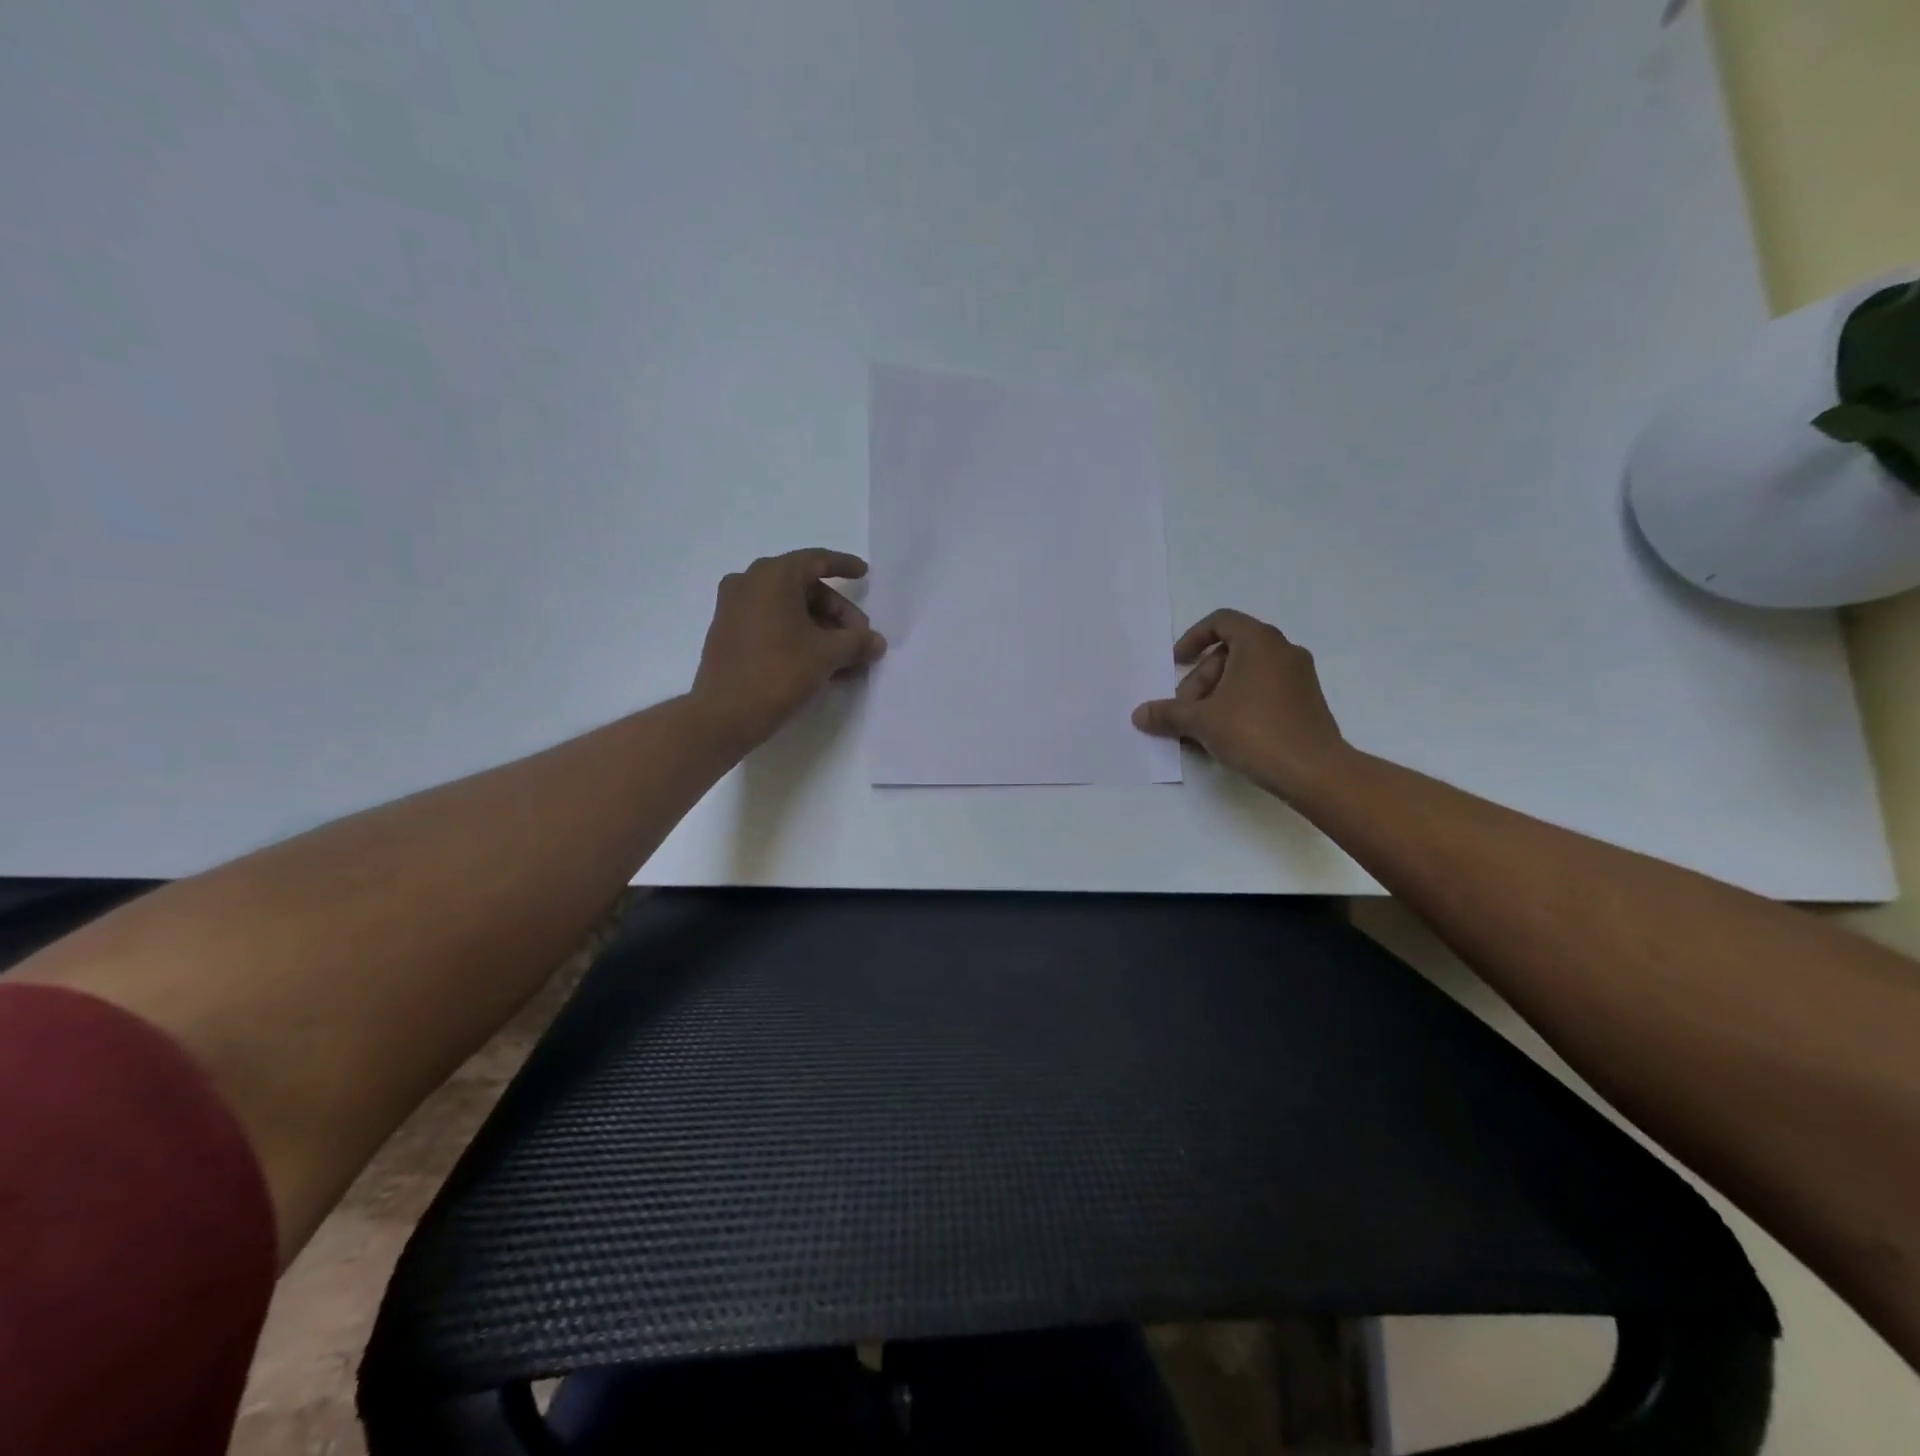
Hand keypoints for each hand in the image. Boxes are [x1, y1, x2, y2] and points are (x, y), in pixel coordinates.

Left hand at [691, 549, 886, 749]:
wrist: (723, 715)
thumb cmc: (778, 672)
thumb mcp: (827, 655)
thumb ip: (857, 642)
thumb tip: (876, 642)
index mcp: (772, 576)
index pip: (816, 560)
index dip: (844, 566)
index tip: (864, 573)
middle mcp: (749, 583)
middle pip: (806, 589)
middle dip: (838, 614)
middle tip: (860, 640)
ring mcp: (735, 609)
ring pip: (791, 611)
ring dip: (823, 632)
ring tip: (848, 661)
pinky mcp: (729, 635)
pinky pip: (773, 626)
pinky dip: (800, 639)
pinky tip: (823, 666)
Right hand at [1132, 610, 1349, 799]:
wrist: (1313, 771)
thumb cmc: (1254, 732)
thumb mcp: (1201, 721)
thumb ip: (1168, 714)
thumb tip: (1139, 715)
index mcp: (1259, 641)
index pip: (1220, 621)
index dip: (1192, 639)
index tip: (1177, 664)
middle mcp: (1283, 650)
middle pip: (1229, 653)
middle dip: (1200, 680)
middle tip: (1184, 711)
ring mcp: (1299, 676)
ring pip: (1246, 675)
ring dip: (1216, 696)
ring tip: (1200, 730)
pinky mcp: (1306, 701)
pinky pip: (1263, 691)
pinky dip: (1239, 705)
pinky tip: (1225, 736)